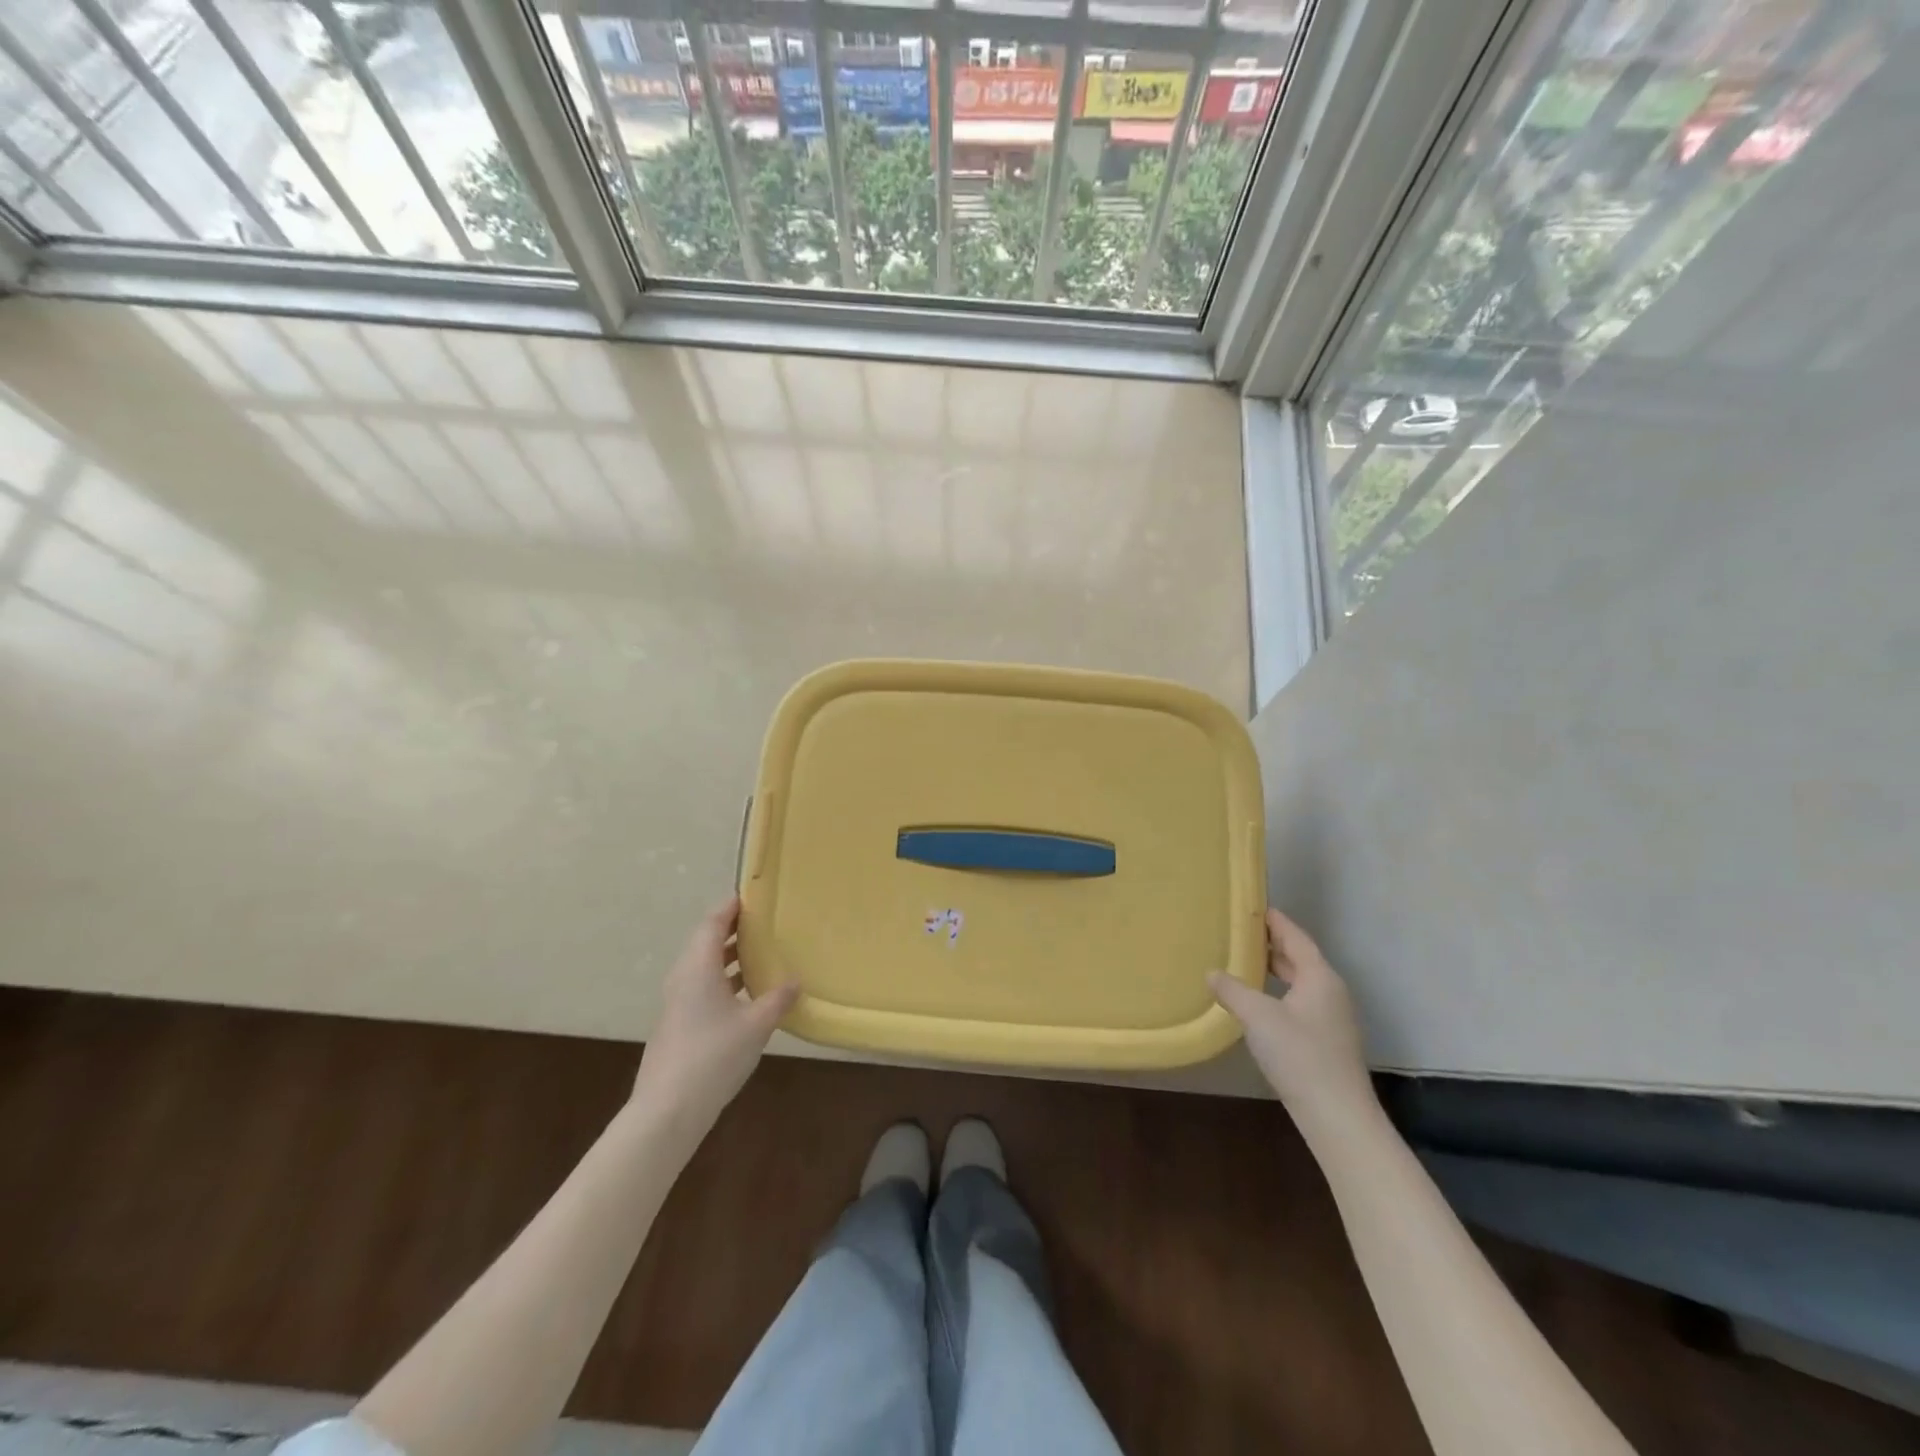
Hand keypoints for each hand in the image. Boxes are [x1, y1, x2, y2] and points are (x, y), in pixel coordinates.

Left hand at [631, 898, 798, 1133]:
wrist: (667, 1110)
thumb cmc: (713, 1056)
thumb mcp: (756, 1025)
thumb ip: (777, 999)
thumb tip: (795, 981)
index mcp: (698, 967)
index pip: (713, 922)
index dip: (731, 906)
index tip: (753, 896)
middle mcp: (683, 977)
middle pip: (706, 941)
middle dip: (733, 929)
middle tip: (764, 922)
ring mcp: (677, 1001)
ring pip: (704, 966)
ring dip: (729, 956)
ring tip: (761, 952)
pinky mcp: (678, 1023)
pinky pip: (702, 986)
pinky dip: (724, 979)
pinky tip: (747, 993)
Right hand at [1210, 908, 1374, 1129]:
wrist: (1337, 1116)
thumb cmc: (1299, 1055)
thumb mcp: (1258, 1017)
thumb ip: (1232, 990)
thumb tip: (1212, 972)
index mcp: (1319, 977)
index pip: (1296, 937)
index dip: (1276, 921)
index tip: (1255, 907)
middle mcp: (1330, 992)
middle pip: (1300, 958)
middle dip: (1273, 944)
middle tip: (1242, 932)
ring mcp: (1332, 1018)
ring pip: (1301, 983)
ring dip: (1276, 970)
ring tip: (1245, 962)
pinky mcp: (1327, 1041)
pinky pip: (1300, 1002)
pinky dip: (1279, 992)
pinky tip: (1259, 1003)